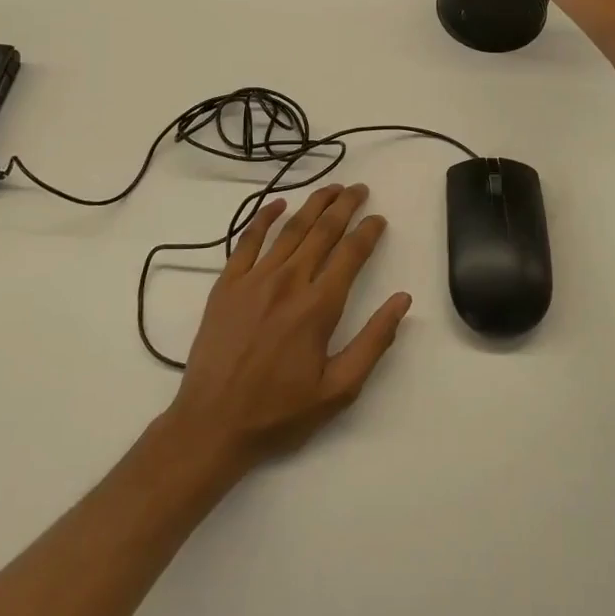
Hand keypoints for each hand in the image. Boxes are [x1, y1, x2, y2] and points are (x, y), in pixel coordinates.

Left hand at [161, 184, 410, 474]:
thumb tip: (402, 300)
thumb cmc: (279, 412)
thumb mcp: (339, 389)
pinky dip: (264, 218)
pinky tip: (278, 204)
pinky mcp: (227, 285)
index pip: (351, 254)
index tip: (378, 219)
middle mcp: (289, 282)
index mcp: (318, 307)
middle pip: (323, 231)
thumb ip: (374, 341)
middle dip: (345, 206)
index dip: (368, 232)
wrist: (212, 425)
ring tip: (331, 189)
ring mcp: (254, 280)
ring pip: (290, 229)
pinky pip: (248, 240)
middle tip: (359, 189)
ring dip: (313, 204)